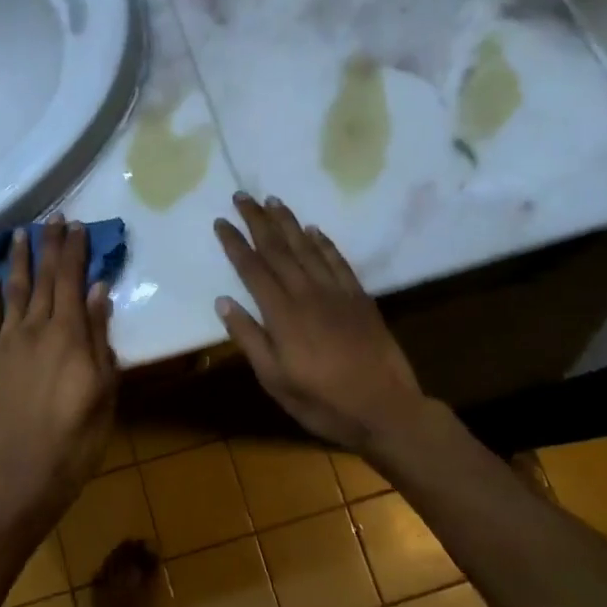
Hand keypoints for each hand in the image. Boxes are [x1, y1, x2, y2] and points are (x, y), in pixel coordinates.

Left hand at [0, 216, 118, 523]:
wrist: (26, 469)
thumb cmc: (78, 432)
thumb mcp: (104, 386)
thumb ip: (99, 334)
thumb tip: (99, 289)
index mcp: (69, 332)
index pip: (72, 279)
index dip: (74, 250)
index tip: (77, 226)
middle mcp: (36, 327)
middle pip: (45, 277)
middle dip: (50, 245)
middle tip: (53, 219)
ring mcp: (8, 341)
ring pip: (14, 289)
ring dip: (19, 259)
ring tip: (20, 233)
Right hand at [213, 193, 428, 452]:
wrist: (386, 409)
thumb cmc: (323, 402)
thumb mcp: (275, 380)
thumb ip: (249, 338)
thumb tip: (223, 301)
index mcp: (282, 314)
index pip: (252, 269)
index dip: (235, 243)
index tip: (221, 221)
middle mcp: (307, 294)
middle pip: (278, 249)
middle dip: (258, 221)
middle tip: (243, 196)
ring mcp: (337, 293)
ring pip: (307, 248)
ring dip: (288, 223)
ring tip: (273, 201)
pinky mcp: (359, 298)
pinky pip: (338, 261)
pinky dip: (324, 243)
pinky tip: (315, 230)